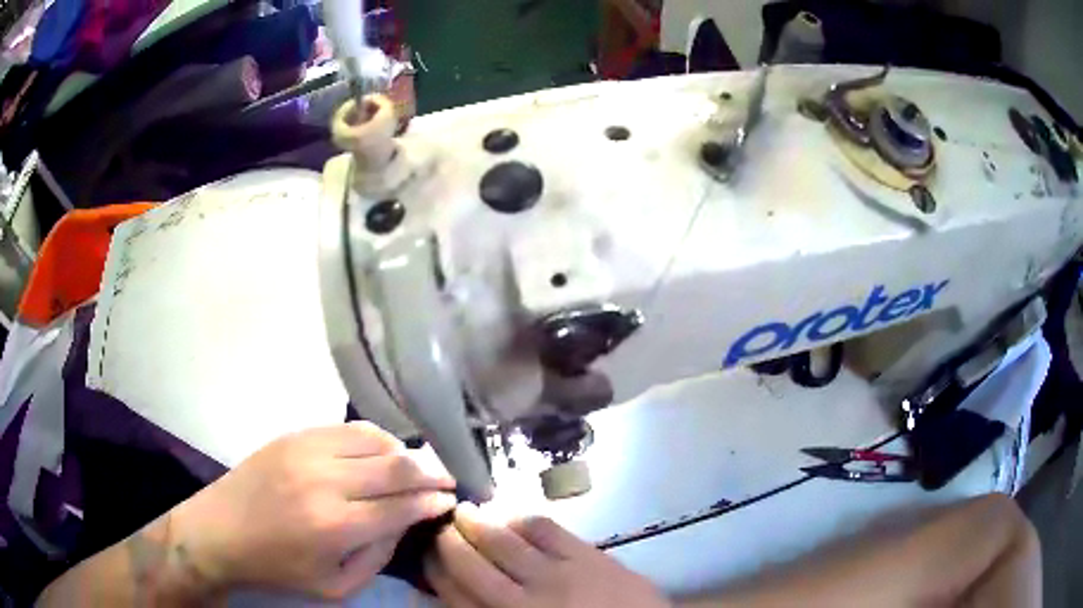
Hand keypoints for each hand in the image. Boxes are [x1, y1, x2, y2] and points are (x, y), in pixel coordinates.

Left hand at [171, 422, 456, 599]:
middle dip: (432, 471)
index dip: (433, 501)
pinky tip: (380, 452)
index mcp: (335, 526)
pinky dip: (375, 439)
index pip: (402, 505)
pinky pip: (348, 428)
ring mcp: (307, 450)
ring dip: (404, 452)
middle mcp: (324, 480)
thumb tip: (403, 521)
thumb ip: (378, 556)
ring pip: (375, 438)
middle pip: (396, 464)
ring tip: (414, 467)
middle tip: (447, 478)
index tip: (451, 500)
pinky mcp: (294, 434)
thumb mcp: (336, 586)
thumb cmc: (278, 568)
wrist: (219, 531)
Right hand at [426, 503, 669, 607]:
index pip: (456, 595)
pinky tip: (510, 513)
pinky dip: (520, 517)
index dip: (436, 571)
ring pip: (503, 541)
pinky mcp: (588, 556)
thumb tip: (462, 591)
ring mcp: (558, 576)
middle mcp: (524, 601)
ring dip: (478, 522)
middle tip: (439, 526)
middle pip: (472, 565)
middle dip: (449, 541)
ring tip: (465, 510)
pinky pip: (545, 529)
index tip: (427, 554)